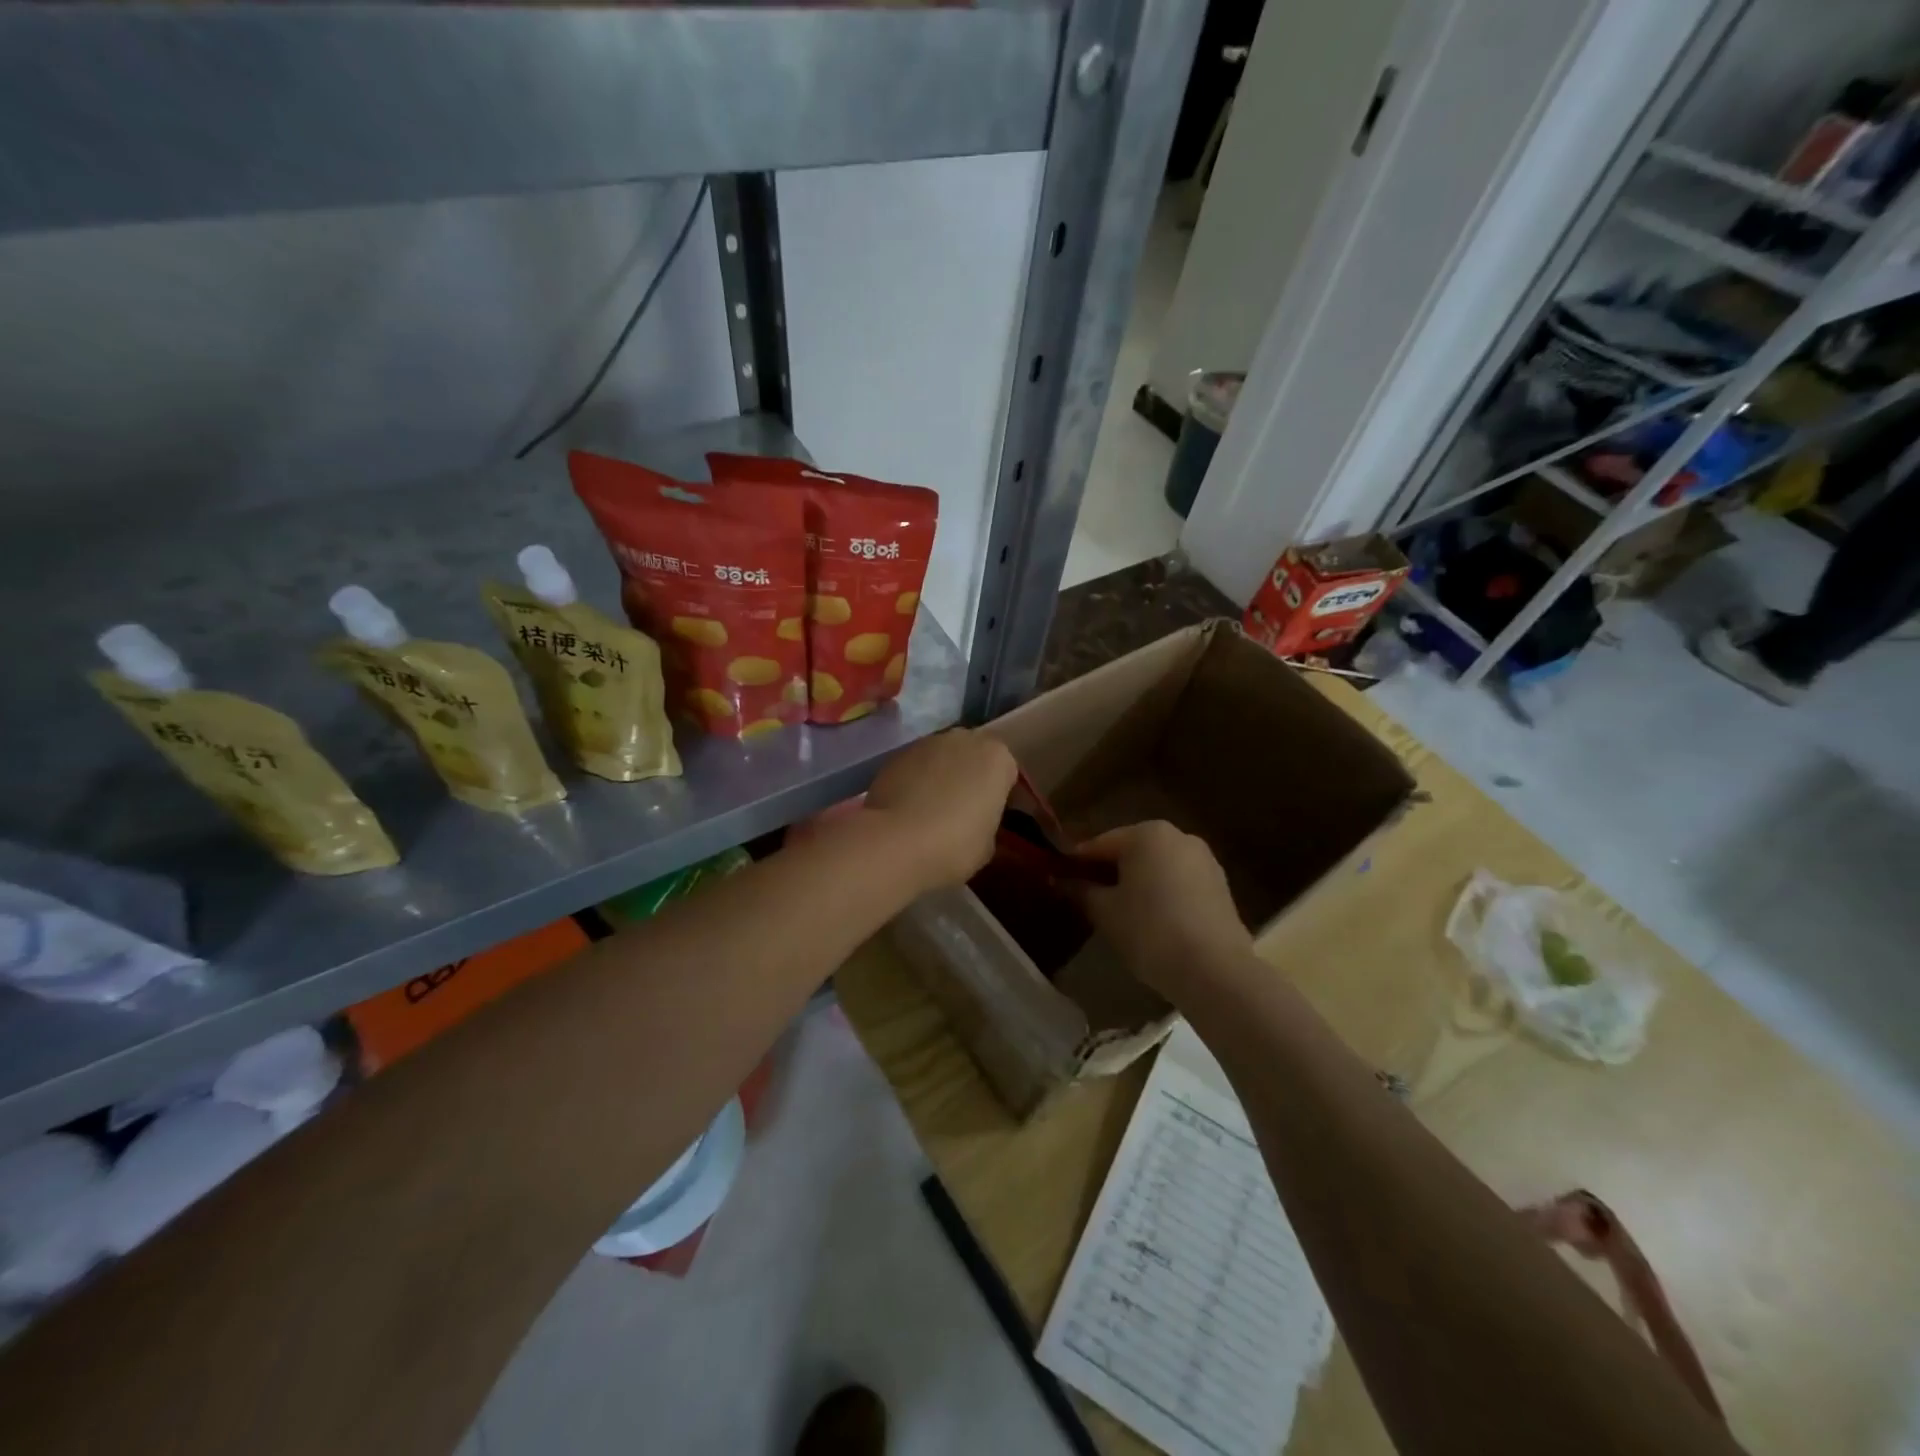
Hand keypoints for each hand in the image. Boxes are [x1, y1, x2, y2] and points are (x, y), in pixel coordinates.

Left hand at [860, 729, 1017, 893]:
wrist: (896, 842)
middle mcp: (964, 739)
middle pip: (973, 756)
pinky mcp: (896, 754)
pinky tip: (909, 807)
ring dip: (941, 776)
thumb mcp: (987, 843)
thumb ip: (987, 821)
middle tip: (965, 809)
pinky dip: (915, 781)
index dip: (1002, 796)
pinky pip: (915, 767)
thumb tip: (975, 821)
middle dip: (971, 777)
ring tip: (933, 809)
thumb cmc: (956, 845)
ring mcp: (927, 743)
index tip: (995, 817)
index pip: (1007, 773)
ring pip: (942, 758)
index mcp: (997, 757)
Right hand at [1075, 821, 1253, 998]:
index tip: (1058, 880)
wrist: (1215, 970)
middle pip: (1130, 852)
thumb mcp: (1105, 912)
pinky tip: (1150, 921)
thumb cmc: (1150, 931)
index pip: (1099, 844)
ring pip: (1156, 867)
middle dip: (1107, 872)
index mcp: (1147, 833)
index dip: (1076, 864)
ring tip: (1118, 913)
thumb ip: (1081, 891)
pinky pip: (1178, 882)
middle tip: (1086, 899)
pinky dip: (1161, 894)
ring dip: (1136, 884)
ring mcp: (1204, 860)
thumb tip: (1061, 880)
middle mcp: (1178, 836)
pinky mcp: (1220, 886)